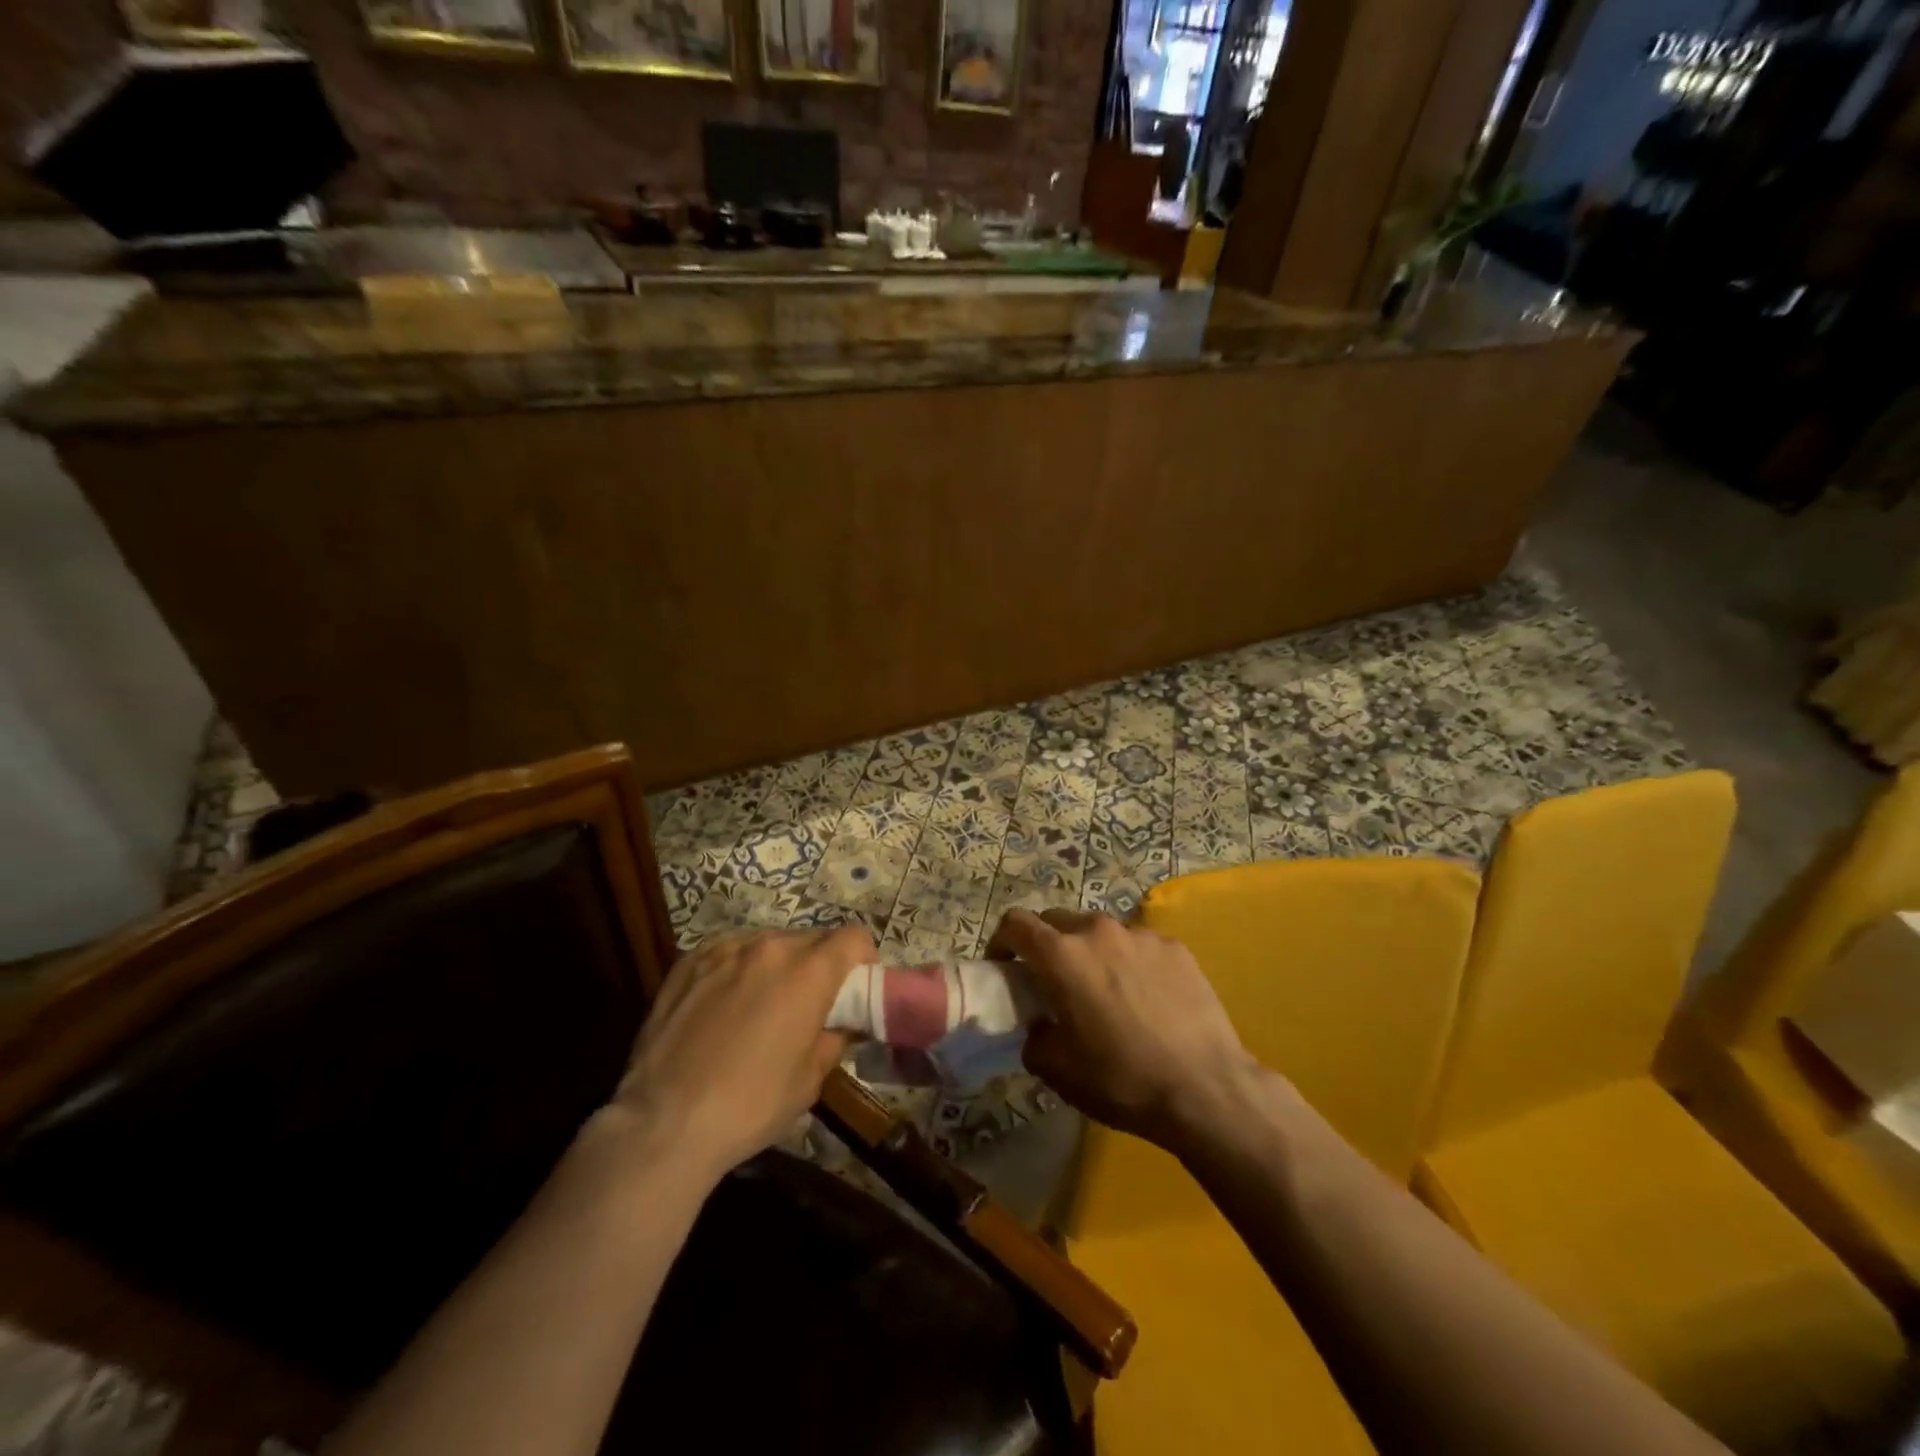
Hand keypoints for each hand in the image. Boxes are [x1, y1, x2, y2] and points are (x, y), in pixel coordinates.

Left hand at [608, 926, 871, 1181]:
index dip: (862, 961)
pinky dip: (738, 969)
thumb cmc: (750, 1105)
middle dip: (819, 965)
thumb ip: (834, 1036)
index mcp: (808, 971)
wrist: (663, 1123)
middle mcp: (769, 947)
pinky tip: (723, 1005)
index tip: (852, 990)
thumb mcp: (810, 1079)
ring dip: (777, 965)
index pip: (854, 937)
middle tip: (808, 1004)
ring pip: (768, 943)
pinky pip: (729, 952)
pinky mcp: (688, 961)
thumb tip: (841, 1022)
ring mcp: (724, 949)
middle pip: (812, 938)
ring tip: (760, 1005)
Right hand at [988, 908, 1259, 1151]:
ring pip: (1100, 932)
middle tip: (1052, 982)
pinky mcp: (1175, 947)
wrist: (1205, 1089)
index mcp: (1062, 955)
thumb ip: (1035, 1037)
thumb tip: (1039, 1027)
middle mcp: (1098, 932)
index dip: (1001, 941)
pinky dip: (1128, 962)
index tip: (1004, 967)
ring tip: (1103, 990)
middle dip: (1046, 945)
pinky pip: (1137, 945)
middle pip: (1057, 921)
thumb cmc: (1121, 1079)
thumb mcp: (1058, 1071)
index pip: (1016, 923)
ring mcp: (1140, 935)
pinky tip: (1144, 998)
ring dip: (1089, 952)